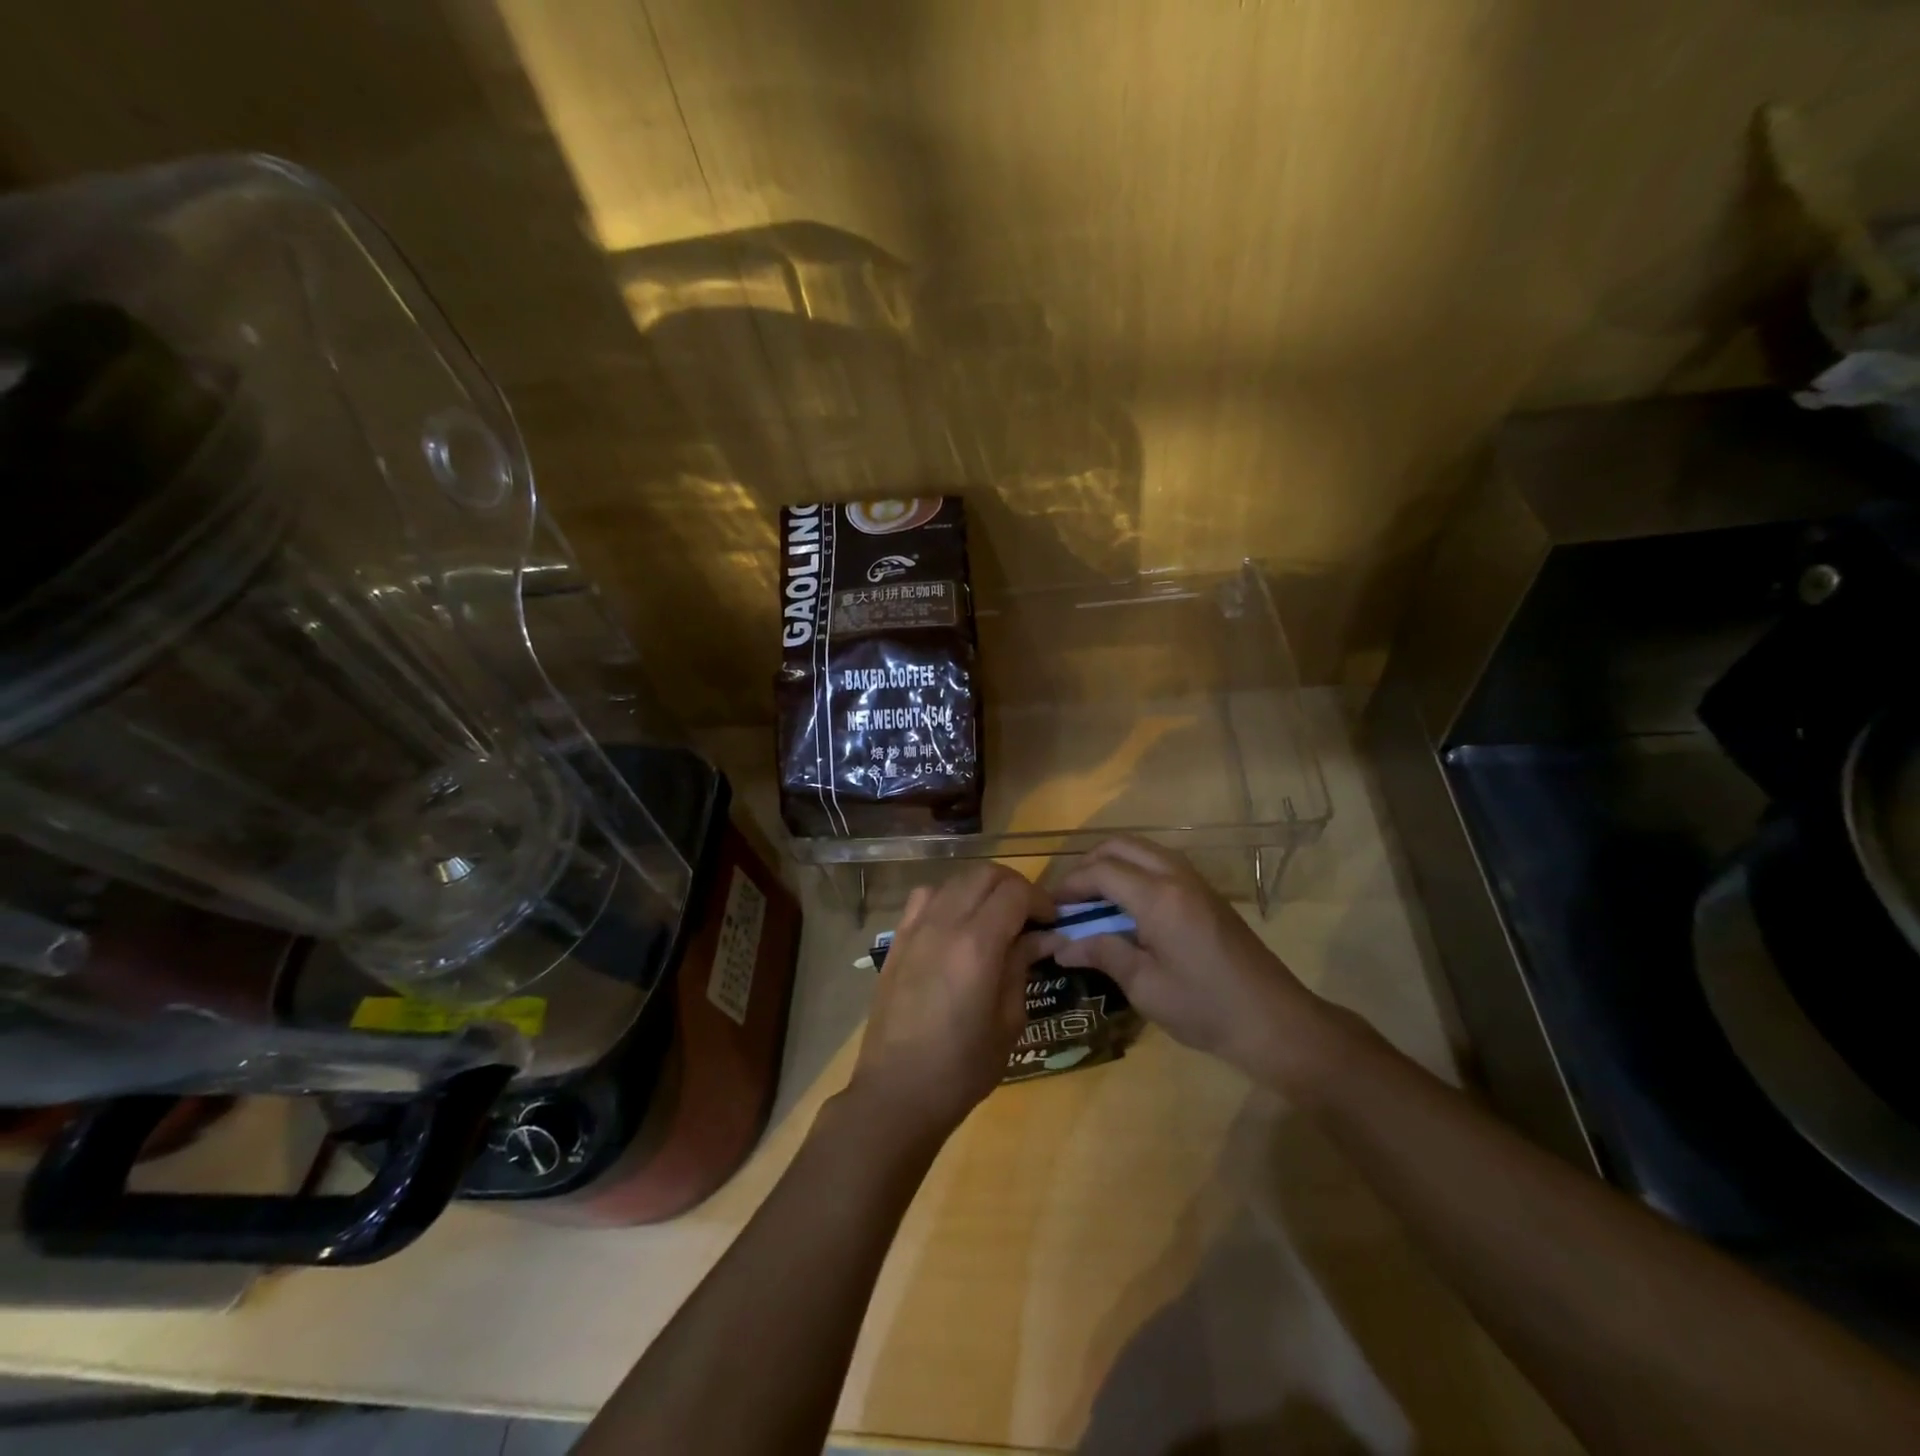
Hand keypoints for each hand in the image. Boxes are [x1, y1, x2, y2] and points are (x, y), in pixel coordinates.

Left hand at [848, 864, 1053, 1137]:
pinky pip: (925, 897)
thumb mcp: (1009, 1021)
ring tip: (996, 917)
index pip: (1015, 892)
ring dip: (982, 888)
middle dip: (1015, 886)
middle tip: (1030, 915)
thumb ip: (1022, 966)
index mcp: (977, 944)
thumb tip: (1042, 937)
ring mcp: (915, 927)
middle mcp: (944, 923)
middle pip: (985, 874)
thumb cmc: (962, 1066)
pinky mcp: (897, 939)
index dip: (1040, 900)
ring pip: (955, 879)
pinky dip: (949, 896)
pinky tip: (956, 924)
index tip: (1052, 922)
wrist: (897, 1091)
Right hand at [1045, 837, 1330, 1090]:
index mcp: (1159, 897)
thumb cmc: (1205, 1008)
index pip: (1101, 870)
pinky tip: (1127, 908)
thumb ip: (1102, 954)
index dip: (1070, 885)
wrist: (1276, 1022)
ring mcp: (1196, 881)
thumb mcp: (1145, 987)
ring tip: (1094, 902)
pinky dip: (1134, 872)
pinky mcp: (1207, 893)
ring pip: (1142, 850)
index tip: (1050, 908)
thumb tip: (1062, 946)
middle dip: (1088, 865)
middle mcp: (1176, 876)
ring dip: (1113, 865)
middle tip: (1070, 899)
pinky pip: (1160, 863)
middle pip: (1120, 846)